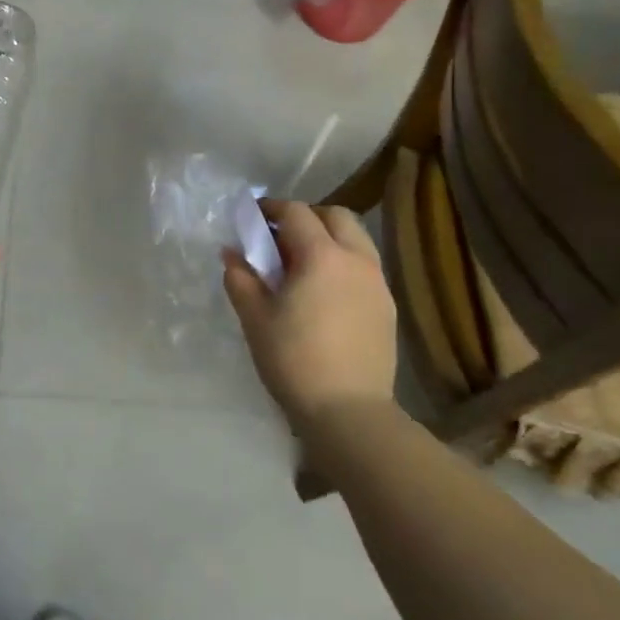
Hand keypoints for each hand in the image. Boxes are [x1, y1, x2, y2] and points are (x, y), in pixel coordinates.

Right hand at [223, 200, 395, 425]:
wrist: (348, 410)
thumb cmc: (294, 359)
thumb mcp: (255, 318)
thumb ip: (241, 279)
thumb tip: (232, 254)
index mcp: (322, 256)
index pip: (297, 213)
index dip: (272, 209)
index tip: (253, 216)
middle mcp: (356, 259)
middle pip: (336, 216)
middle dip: (307, 217)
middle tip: (280, 237)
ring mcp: (377, 283)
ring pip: (356, 239)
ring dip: (329, 238)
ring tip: (303, 263)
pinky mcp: (387, 306)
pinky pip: (364, 266)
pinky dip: (343, 262)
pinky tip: (324, 291)